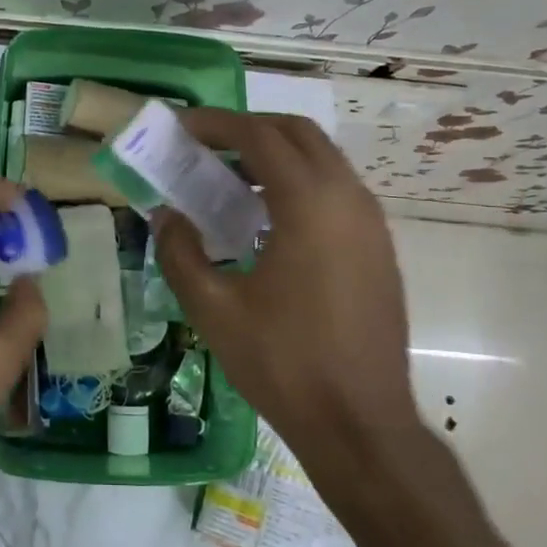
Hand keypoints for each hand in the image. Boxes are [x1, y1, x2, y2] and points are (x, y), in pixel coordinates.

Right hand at [153, 110, 417, 454]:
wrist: (361, 423)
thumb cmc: (283, 363)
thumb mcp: (213, 308)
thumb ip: (179, 252)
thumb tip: (167, 215)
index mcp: (309, 204)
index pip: (259, 136)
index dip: (216, 124)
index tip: (181, 127)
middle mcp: (348, 198)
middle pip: (297, 133)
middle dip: (249, 129)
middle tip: (206, 146)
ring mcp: (371, 222)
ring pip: (322, 159)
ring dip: (276, 155)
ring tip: (230, 181)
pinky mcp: (379, 246)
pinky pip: (336, 189)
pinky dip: (300, 182)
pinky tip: (268, 220)